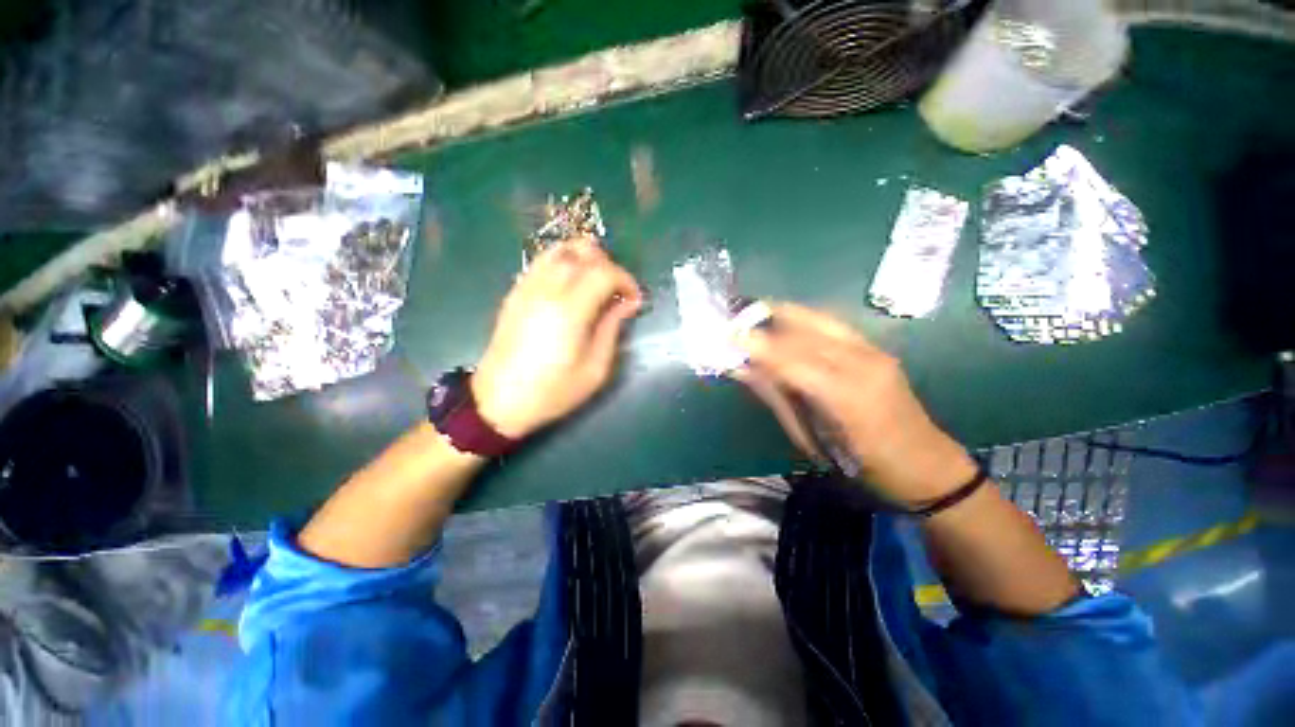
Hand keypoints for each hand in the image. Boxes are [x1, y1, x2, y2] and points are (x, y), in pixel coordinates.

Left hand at [471, 237, 641, 438]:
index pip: (604, 271)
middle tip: (616, 289)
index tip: (634, 299)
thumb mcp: (595, 368)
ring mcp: (526, 287)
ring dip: (584, 258)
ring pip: (559, 249)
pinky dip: (564, 263)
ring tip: (595, 283)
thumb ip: (612, 328)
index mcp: (569, 310)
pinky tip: (571, 288)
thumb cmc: (553, 391)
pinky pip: (543, 262)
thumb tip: (627, 302)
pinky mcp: (515, 292)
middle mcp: (546, 289)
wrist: (499, 401)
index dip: (626, 280)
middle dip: (608, 264)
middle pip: (581, 250)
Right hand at [734, 303, 977, 507]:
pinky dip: (802, 319)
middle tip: (734, 322)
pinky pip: (831, 324)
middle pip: (802, 331)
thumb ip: (775, 397)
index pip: (789, 358)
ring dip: (782, 313)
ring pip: (818, 318)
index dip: (755, 343)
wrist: (925, 465)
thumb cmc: (861, 465)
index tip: (725, 335)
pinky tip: (784, 322)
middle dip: (763, 321)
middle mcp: (862, 363)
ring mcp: (874, 351)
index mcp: (845, 396)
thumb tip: (742, 369)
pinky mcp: (877, 348)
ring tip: (753, 313)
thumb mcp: (810, 439)